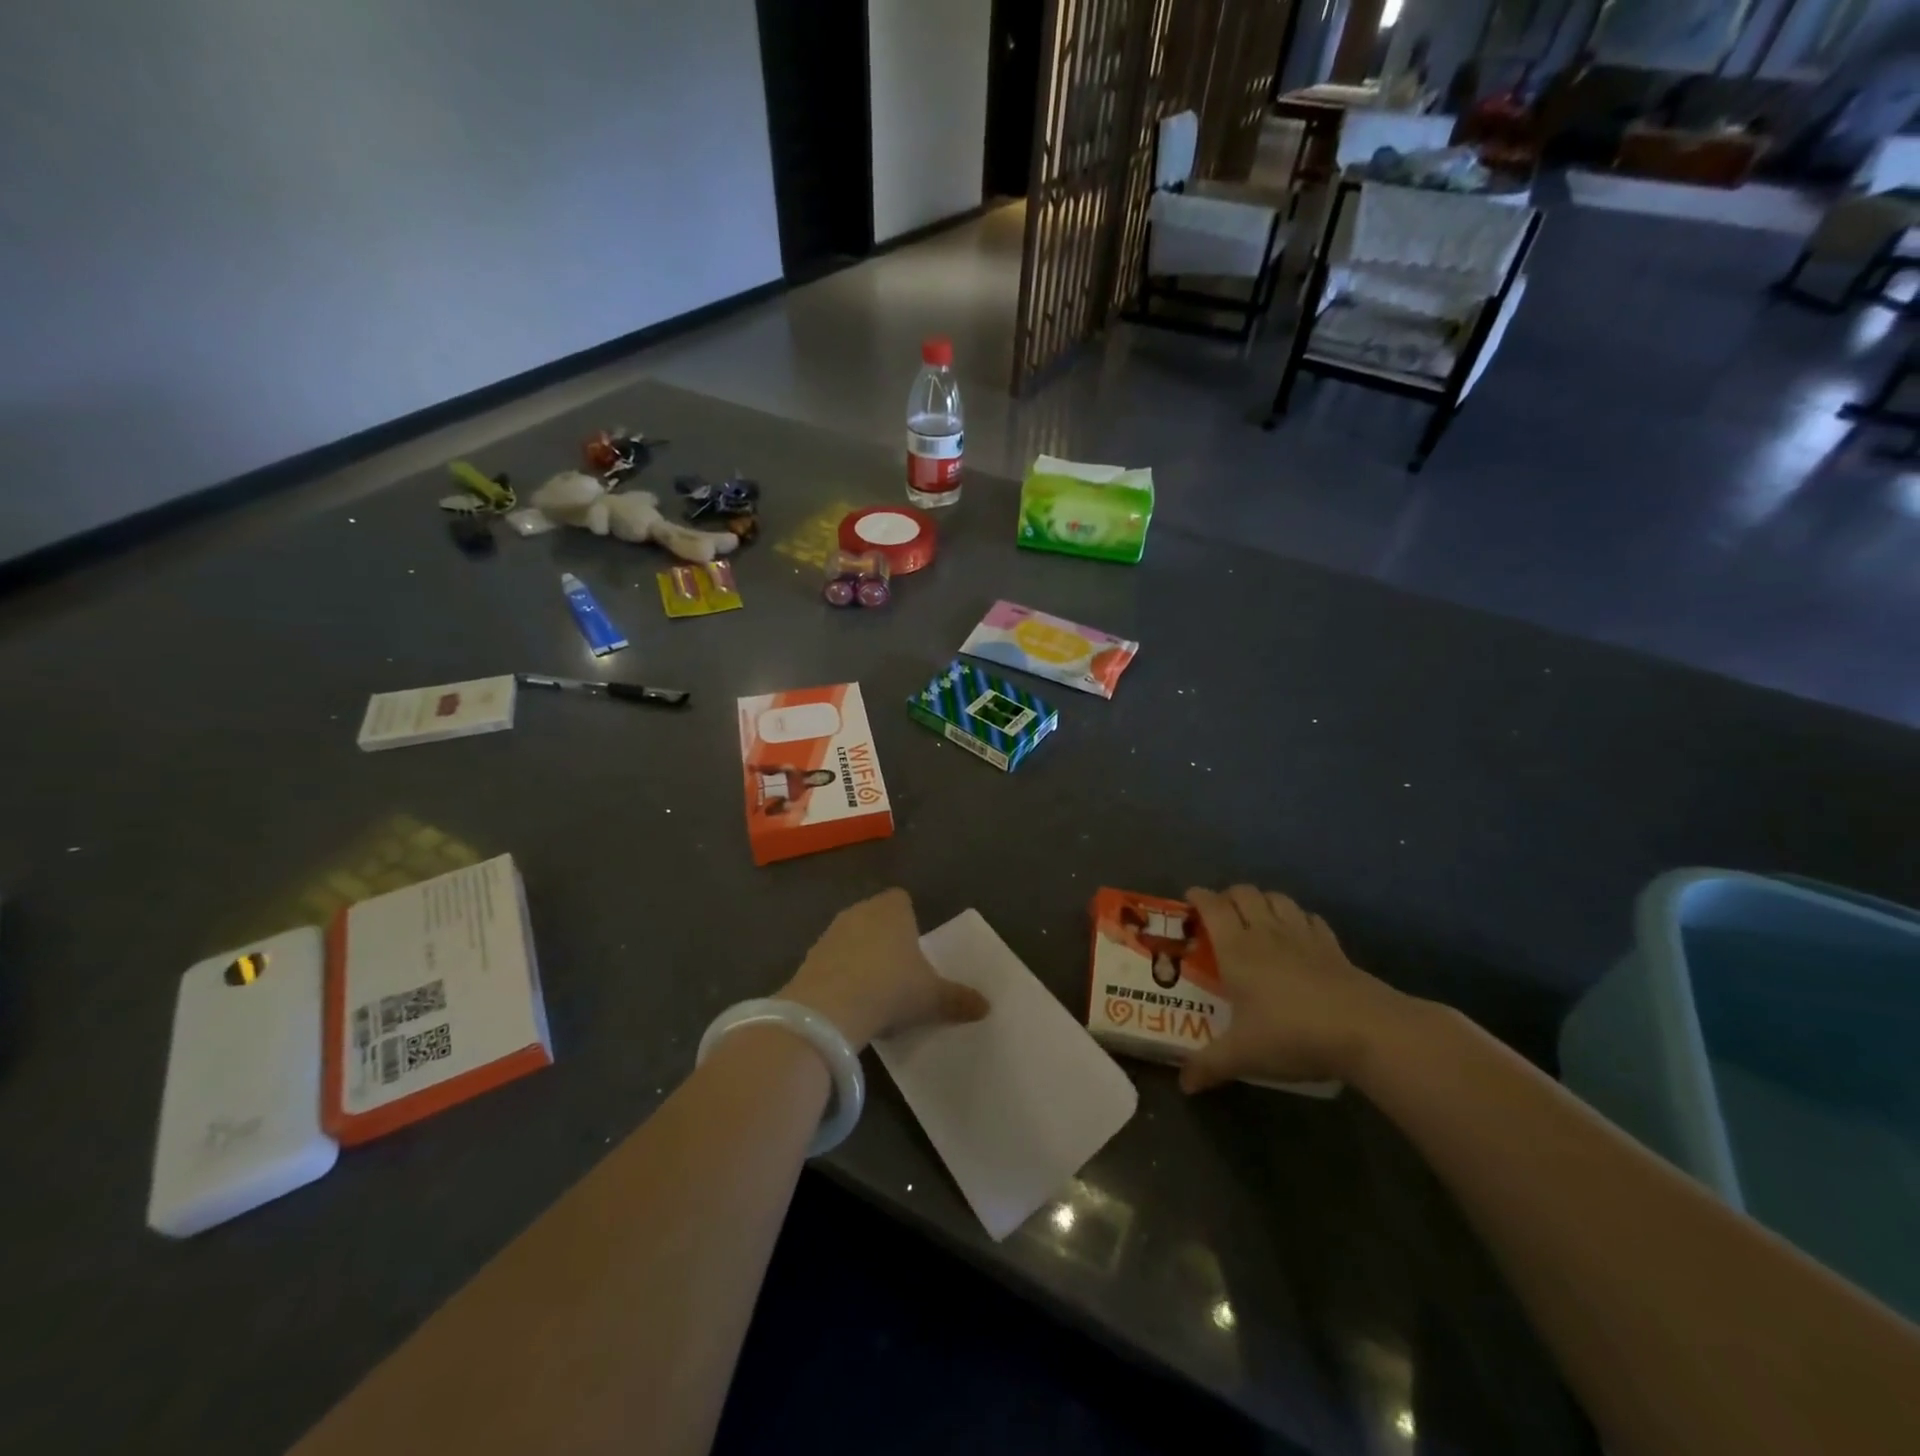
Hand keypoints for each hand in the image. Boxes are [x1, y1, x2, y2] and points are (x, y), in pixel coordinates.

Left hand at [780, 889, 988, 1051]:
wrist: (829, 1009)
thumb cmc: (891, 988)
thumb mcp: (932, 998)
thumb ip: (958, 999)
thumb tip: (986, 1007)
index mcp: (892, 910)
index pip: (901, 899)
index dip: (909, 917)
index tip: (916, 944)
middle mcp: (859, 911)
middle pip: (875, 916)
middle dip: (885, 937)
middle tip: (898, 968)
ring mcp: (830, 933)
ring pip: (851, 937)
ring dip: (859, 955)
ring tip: (873, 988)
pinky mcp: (808, 957)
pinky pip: (831, 960)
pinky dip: (839, 974)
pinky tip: (849, 1001)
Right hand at [1180, 885, 1409, 1093]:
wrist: (1365, 1030)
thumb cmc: (1291, 1034)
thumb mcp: (1243, 1055)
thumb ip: (1209, 1065)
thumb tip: (1184, 1084)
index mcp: (1237, 948)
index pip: (1212, 906)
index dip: (1198, 896)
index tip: (1189, 899)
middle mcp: (1266, 932)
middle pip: (1244, 893)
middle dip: (1228, 895)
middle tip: (1220, 913)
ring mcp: (1303, 936)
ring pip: (1278, 899)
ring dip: (1262, 901)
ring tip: (1256, 917)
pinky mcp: (1333, 946)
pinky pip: (1310, 918)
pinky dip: (1298, 918)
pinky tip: (1297, 935)